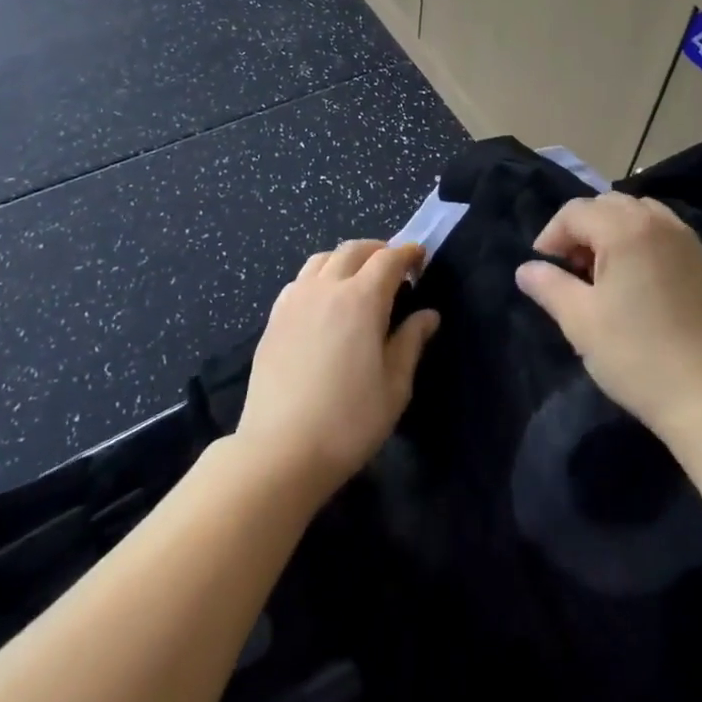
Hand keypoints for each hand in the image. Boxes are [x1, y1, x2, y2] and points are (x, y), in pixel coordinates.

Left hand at [235, 240, 439, 502]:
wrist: (280, 451)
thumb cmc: (349, 421)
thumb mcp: (395, 386)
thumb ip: (411, 342)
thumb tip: (428, 315)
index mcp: (361, 299)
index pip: (388, 259)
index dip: (408, 253)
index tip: (420, 258)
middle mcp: (326, 288)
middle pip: (353, 250)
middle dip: (378, 250)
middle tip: (394, 267)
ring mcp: (294, 301)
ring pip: (322, 259)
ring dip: (346, 259)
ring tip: (358, 279)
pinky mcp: (273, 319)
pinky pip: (300, 280)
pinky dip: (319, 276)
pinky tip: (324, 301)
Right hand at [515, 194, 701, 444]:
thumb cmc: (636, 355)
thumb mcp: (580, 321)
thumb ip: (549, 285)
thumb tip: (526, 269)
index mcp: (626, 230)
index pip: (576, 211)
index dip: (552, 235)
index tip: (544, 268)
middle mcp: (661, 224)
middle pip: (610, 205)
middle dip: (584, 229)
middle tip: (573, 269)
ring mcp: (691, 243)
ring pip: (642, 215)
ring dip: (616, 232)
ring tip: (607, 274)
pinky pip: (668, 236)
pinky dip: (646, 244)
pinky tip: (642, 285)